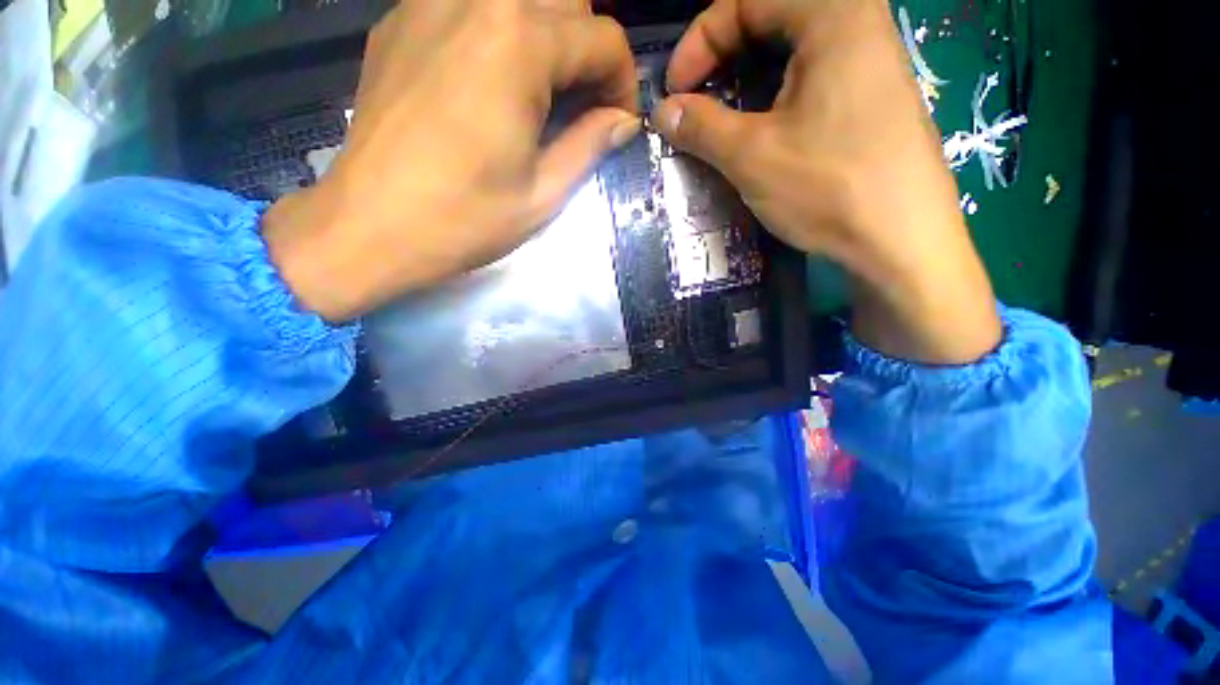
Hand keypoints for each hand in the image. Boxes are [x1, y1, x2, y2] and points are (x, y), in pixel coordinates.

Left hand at [263, 0, 639, 321]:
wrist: (369, 226)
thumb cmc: (464, 220)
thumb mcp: (543, 194)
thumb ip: (589, 146)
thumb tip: (623, 122)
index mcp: (518, 42)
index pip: (603, 38)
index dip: (624, 83)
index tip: (618, 124)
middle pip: (565, 0)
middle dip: (588, 52)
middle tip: (583, 107)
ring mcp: (429, 1)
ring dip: (547, 39)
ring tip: (542, 94)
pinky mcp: (400, 20)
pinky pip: (470, 5)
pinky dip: (499, 34)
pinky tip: (492, 81)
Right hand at [656, 0, 1000, 363]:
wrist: (901, 243)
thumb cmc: (828, 189)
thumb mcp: (752, 156)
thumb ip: (701, 126)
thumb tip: (662, 112)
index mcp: (834, 15)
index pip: (747, 0)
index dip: (699, 41)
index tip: (674, 91)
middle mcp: (858, 24)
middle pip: (771, 19)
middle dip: (721, 57)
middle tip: (694, 100)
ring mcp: (870, 63)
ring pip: (790, 52)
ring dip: (745, 80)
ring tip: (719, 119)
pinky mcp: (871, 98)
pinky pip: (810, 78)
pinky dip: (773, 97)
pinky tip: (759, 130)